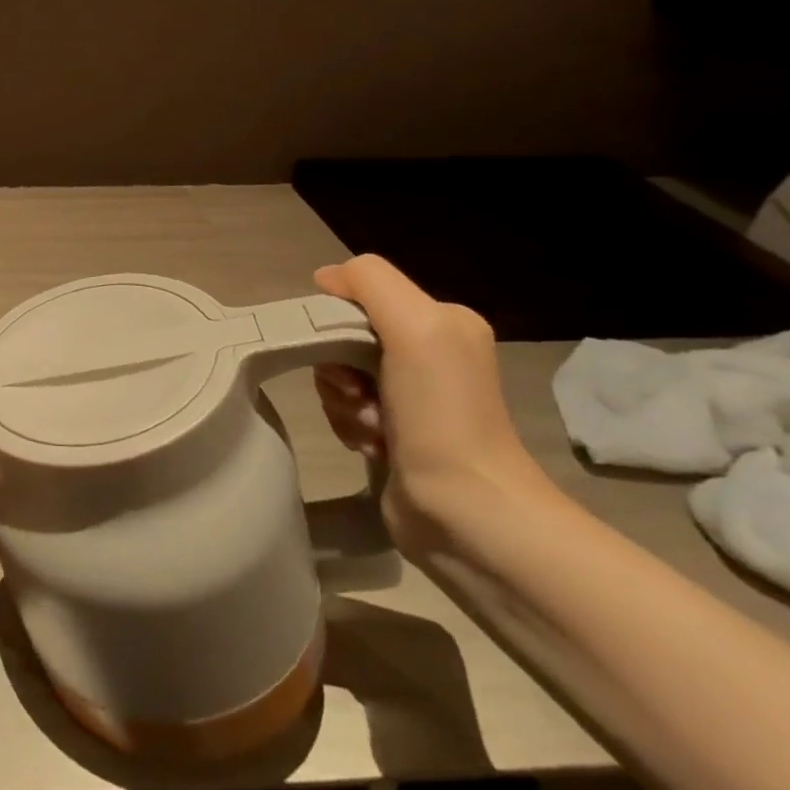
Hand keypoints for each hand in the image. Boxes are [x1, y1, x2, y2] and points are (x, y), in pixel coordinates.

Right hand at [312, 254, 549, 546]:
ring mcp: (411, 397)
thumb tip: (324, 278)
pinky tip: (371, 446)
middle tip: (358, 395)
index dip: (338, 321)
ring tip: (371, 428)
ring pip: (338, 376)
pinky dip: (348, 425)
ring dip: (341, 402)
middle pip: (343, 338)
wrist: (465, 511)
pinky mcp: (393, 434)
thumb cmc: (441, 414)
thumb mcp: (415, 326)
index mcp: (442, 322)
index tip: (343, 354)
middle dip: (337, 368)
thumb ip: (370, 283)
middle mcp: (429, 354)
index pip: (360, 298)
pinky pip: (344, 410)